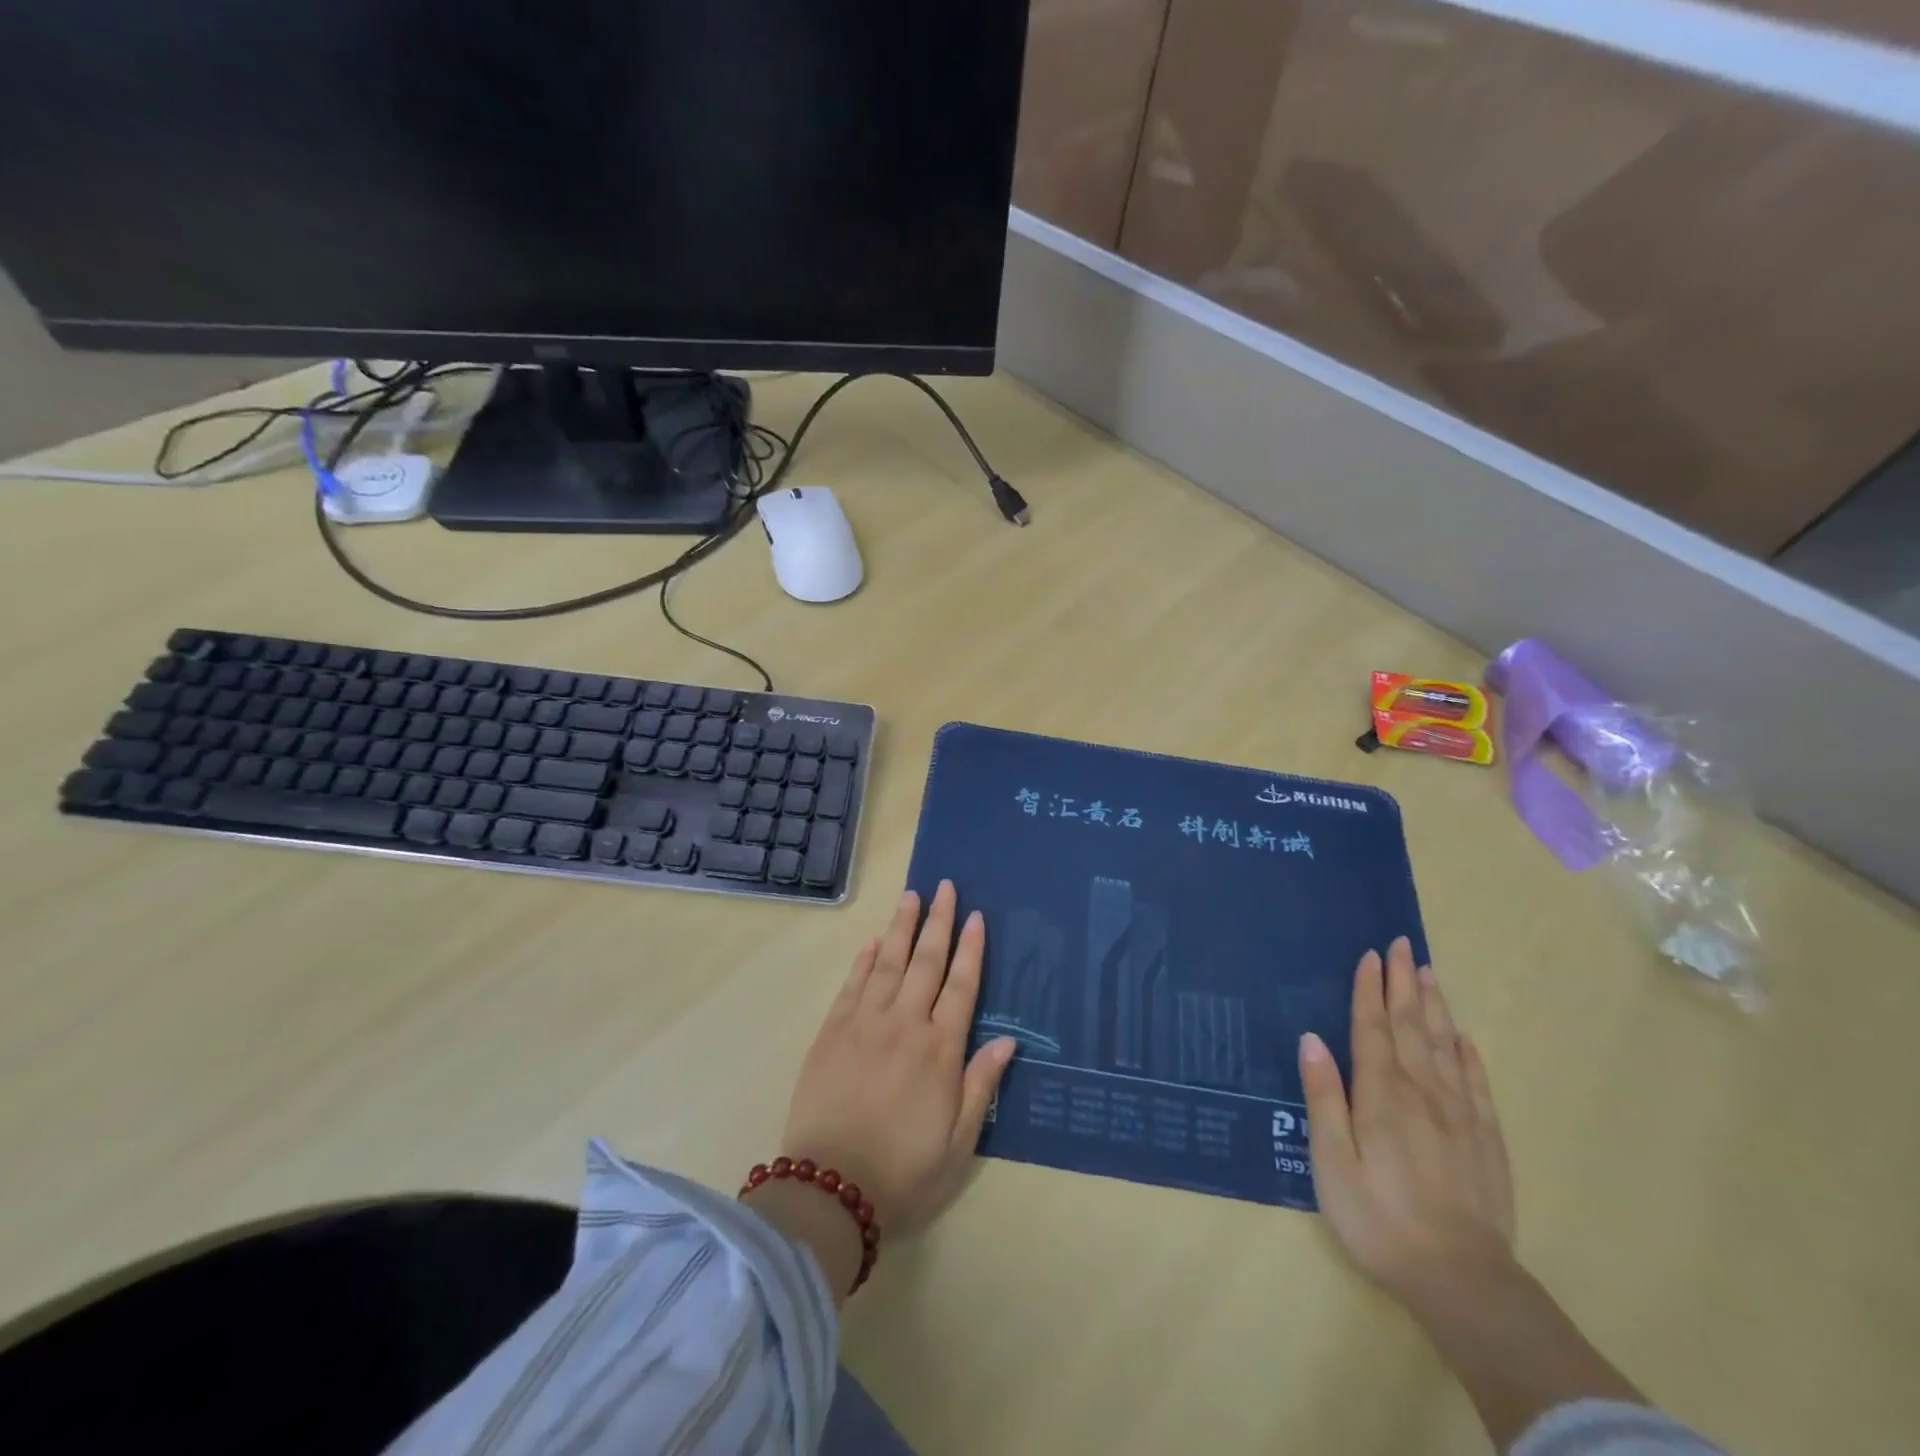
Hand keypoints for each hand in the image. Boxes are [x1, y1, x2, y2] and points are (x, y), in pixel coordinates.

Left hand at [780, 881, 1016, 1234]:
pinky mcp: (832, 1032)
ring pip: (889, 962)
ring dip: (902, 926)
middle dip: (938, 921)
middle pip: (926, 961)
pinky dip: (865, 959)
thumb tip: (1008, 1040)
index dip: (970, 949)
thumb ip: (982, 1086)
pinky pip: (852, 984)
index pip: (961, 986)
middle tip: (945, 886)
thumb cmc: (904, 1173)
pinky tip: (874, 940)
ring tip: (912, 896)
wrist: (829, 1190)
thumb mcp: (958, 1144)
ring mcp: (864, 1024)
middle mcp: (904, 1025)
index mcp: (940, 1051)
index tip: (975, 917)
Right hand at [1299, 937, 1516, 1307]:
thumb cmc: (1379, 1218)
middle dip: (1403, 983)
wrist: (1462, 1280)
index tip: (1370, 955)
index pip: (1373, 1028)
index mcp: (1381, 1094)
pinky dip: (1469, 1054)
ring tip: (1429, 973)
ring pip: (1446, 1046)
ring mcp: (1459, 1114)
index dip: (1369, 990)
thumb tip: (1312, 1039)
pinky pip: (1477, 1083)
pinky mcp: (1486, 1140)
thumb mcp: (1331, 1161)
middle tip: (1402, 944)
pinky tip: (1464, 1038)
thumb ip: (1323, 1097)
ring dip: (1435, 1007)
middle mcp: (1422, 1092)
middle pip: (1411, 1026)